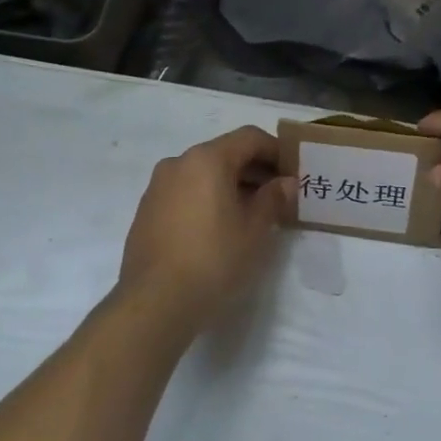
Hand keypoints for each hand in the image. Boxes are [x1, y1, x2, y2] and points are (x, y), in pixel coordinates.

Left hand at [118, 126, 294, 339]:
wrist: (154, 302)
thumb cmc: (214, 259)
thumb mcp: (255, 230)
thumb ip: (273, 198)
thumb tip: (285, 182)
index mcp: (207, 159)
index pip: (250, 138)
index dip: (277, 151)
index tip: (294, 172)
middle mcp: (178, 163)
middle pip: (225, 153)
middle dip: (255, 170)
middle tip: (278, 196)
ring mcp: (158, 186)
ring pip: (203, 174)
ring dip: (231, 185)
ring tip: (251, 215)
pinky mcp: (147, 211)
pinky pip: (185, 192)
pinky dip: (207, 199)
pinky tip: (219, 228)